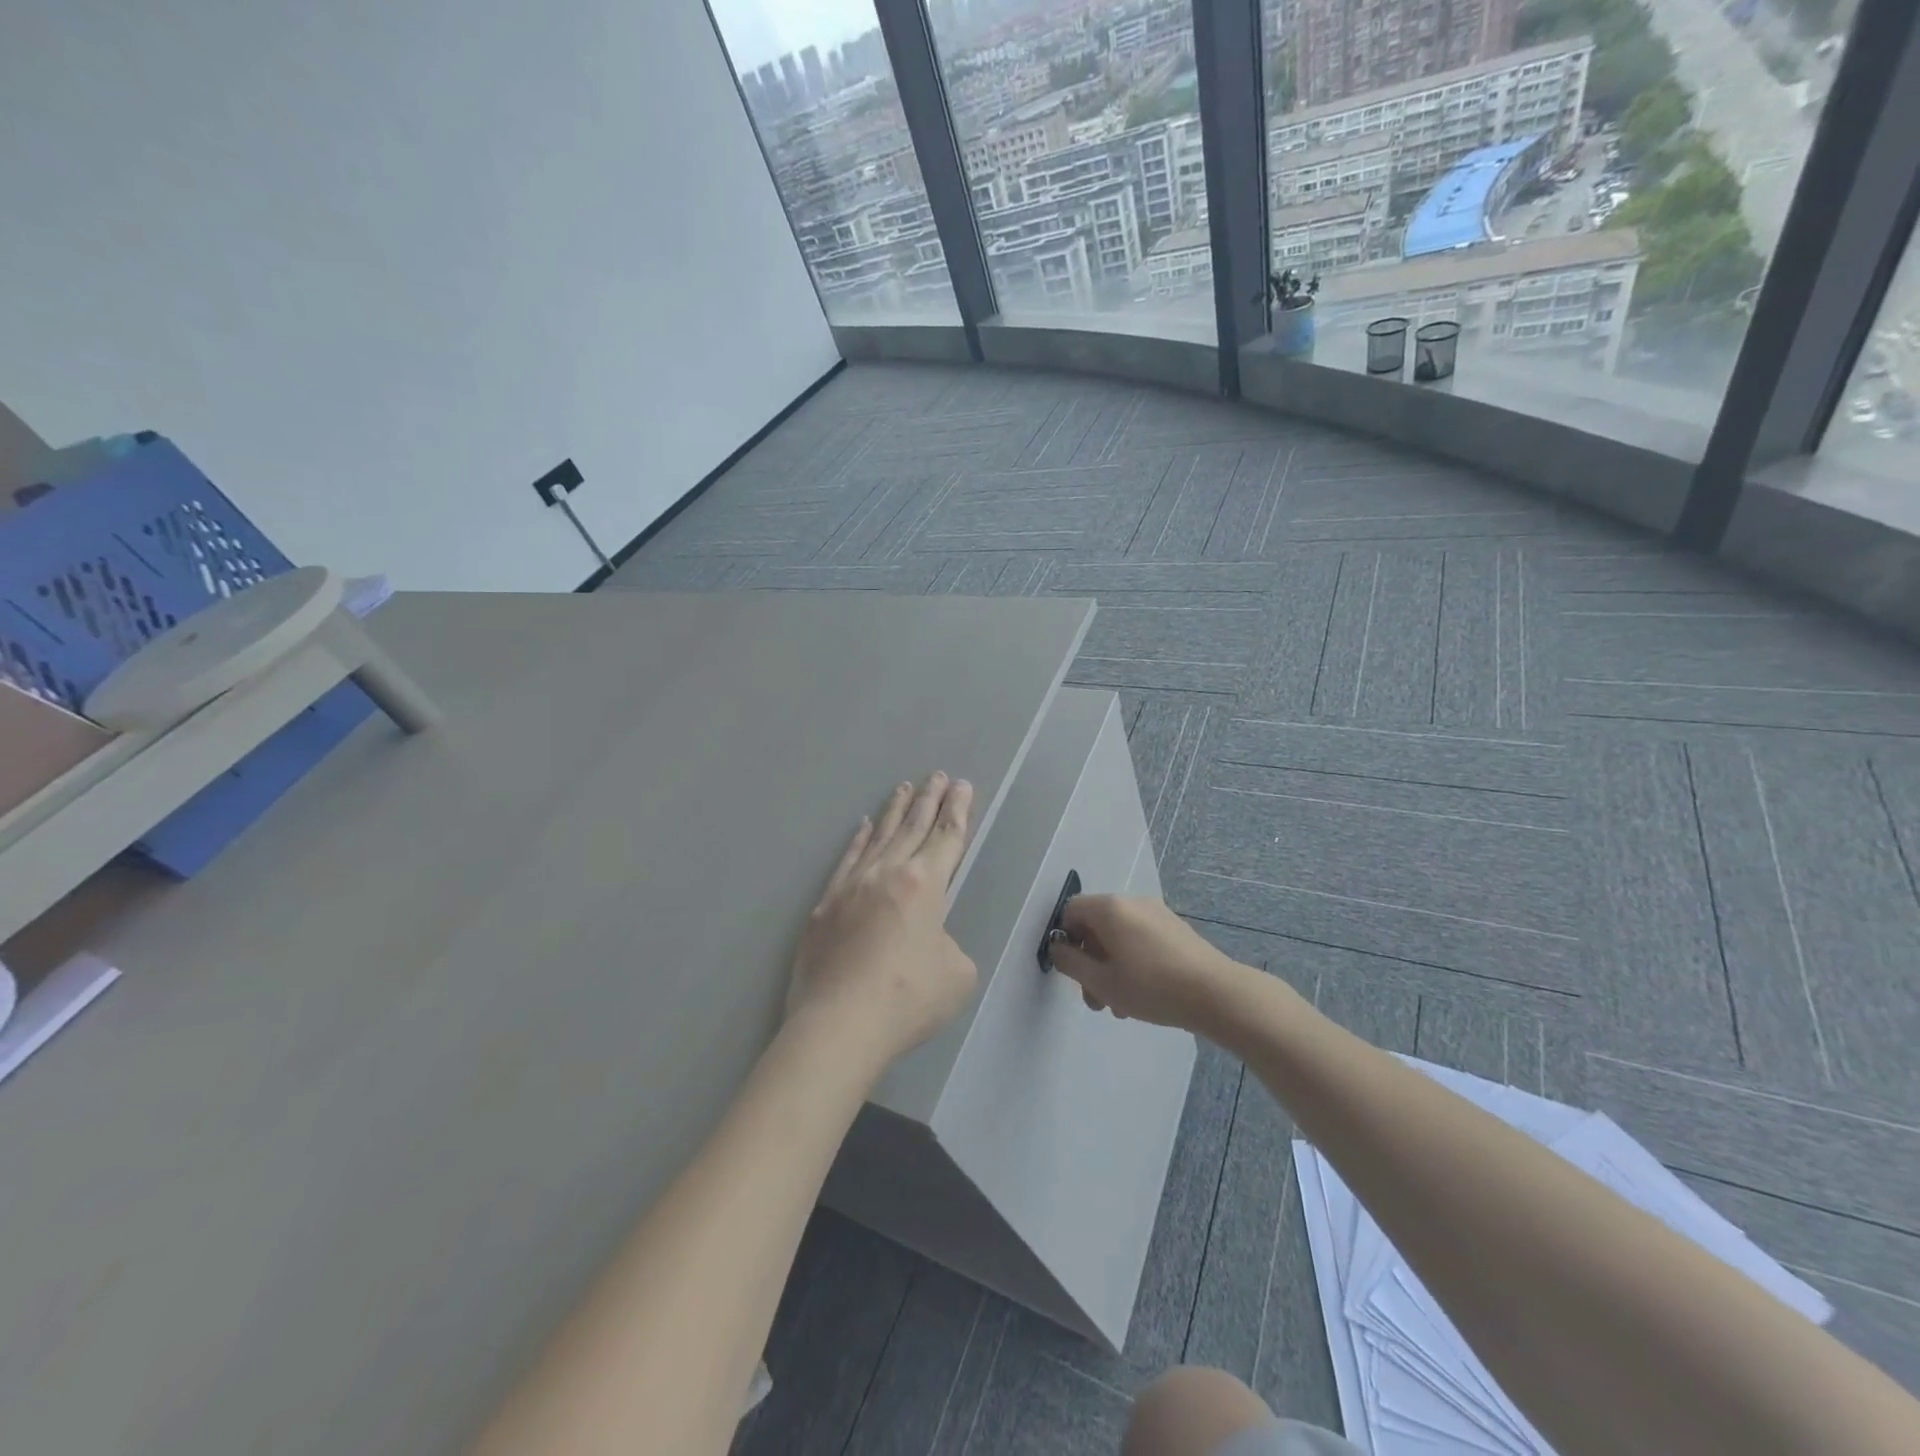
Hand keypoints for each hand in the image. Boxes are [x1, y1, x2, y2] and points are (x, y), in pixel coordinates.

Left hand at [787, 773, 978, 1068]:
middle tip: (937, 775)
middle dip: (929, 799)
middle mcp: (887, 873)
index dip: (958, 810)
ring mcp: (852, 886)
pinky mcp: (825, 906)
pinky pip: (847, 860)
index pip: (947, 837)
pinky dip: (859, 840)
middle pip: (913, 827)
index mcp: (925, 885)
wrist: (839, 1024)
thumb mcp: (957, 974)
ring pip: (879, 837)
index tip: (963, 786)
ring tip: (903, 787)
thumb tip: (926, 943)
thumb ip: (948, 946)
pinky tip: (863, 826)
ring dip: (894, 811)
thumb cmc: (908, 998)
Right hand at [1050, 894, 1240, 1030]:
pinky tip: (1143, 995)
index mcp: (1110, 908)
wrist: (1216, 994)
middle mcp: (1132, 902)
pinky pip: (1140, 940)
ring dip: (1111, 968)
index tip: (1073, 971)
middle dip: (1090, 962)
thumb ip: (1071, 963)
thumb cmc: (1151, 987)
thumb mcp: (1101, 981)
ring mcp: (1157, 914)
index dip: (1065, 939)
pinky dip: (1132, 962)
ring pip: (1119, 937)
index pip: (1071, 911)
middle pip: (1096, 926)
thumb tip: (1058, 948)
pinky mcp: (1175, 930)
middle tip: (1096, 999)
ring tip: (1120, 1005)